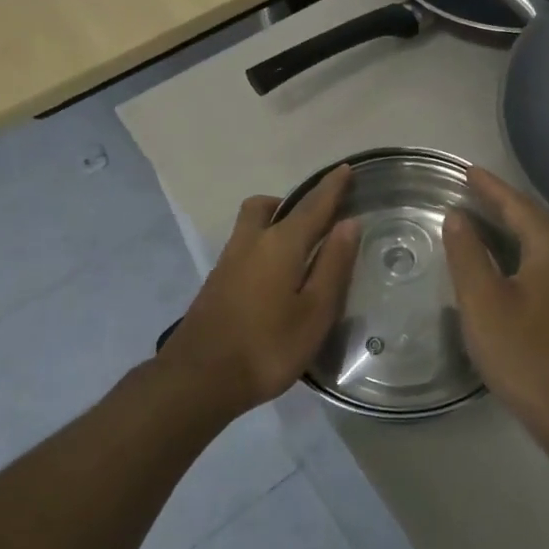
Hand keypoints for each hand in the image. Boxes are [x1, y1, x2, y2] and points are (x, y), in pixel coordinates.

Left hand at [160, 165, 359, 416]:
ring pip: (251, 225)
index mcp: (280, 244)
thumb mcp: (314, 312)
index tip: (345, 169)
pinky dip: (263, 246)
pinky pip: (244, 247)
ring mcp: (228, 261)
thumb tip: (348, 223)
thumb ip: (333, 265)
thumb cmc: (268, 346)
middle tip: (315, 219)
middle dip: (292, 202)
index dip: (332, 188)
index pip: (313, 206)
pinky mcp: (216, 282)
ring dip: (274, 223)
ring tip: (298, 249)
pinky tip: (274, 277)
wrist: (199, 379)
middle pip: (267, 206)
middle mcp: (251, 242)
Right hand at [442, 168, 548, 428]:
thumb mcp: (482, 299)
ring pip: (537, 240)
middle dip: (500, 201)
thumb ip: (467, 253)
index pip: (517, 205)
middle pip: (531, 218)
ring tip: (479, 213)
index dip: (489, 187)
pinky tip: (499, 256)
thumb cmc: (521, 350)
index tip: (465, 170)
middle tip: (469, 186)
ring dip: (509, 224)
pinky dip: (517, 246)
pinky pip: (540, 259)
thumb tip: (457, 216)